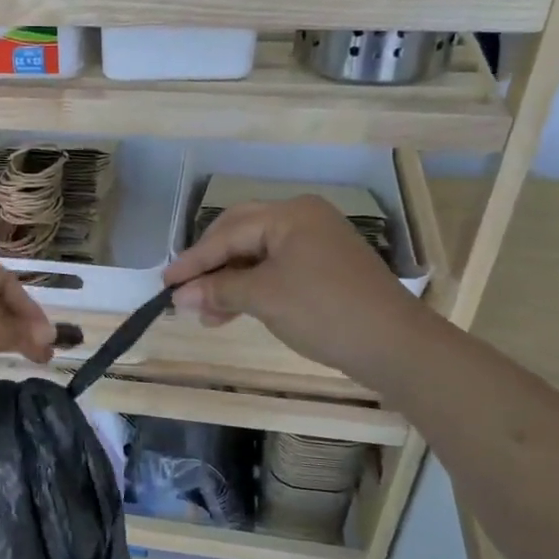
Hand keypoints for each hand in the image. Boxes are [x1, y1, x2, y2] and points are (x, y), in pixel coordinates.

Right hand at [163, 197, 436, 387]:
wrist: (394, 345)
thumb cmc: (323, 311)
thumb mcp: (264, 298)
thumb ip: (217, 291)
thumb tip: (178, 296)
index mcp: (289, 214)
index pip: (227, 233)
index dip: (193, 260)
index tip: (164, 283)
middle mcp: (302, 219)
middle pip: (240, 236)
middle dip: (210, 267)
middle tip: (183, 292)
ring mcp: (316, 243)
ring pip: (256, 256)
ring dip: (228, 282)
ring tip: (204, 314)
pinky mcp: (323, 268)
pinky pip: (275, 270)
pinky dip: (251, 289)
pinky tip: (231, 311)